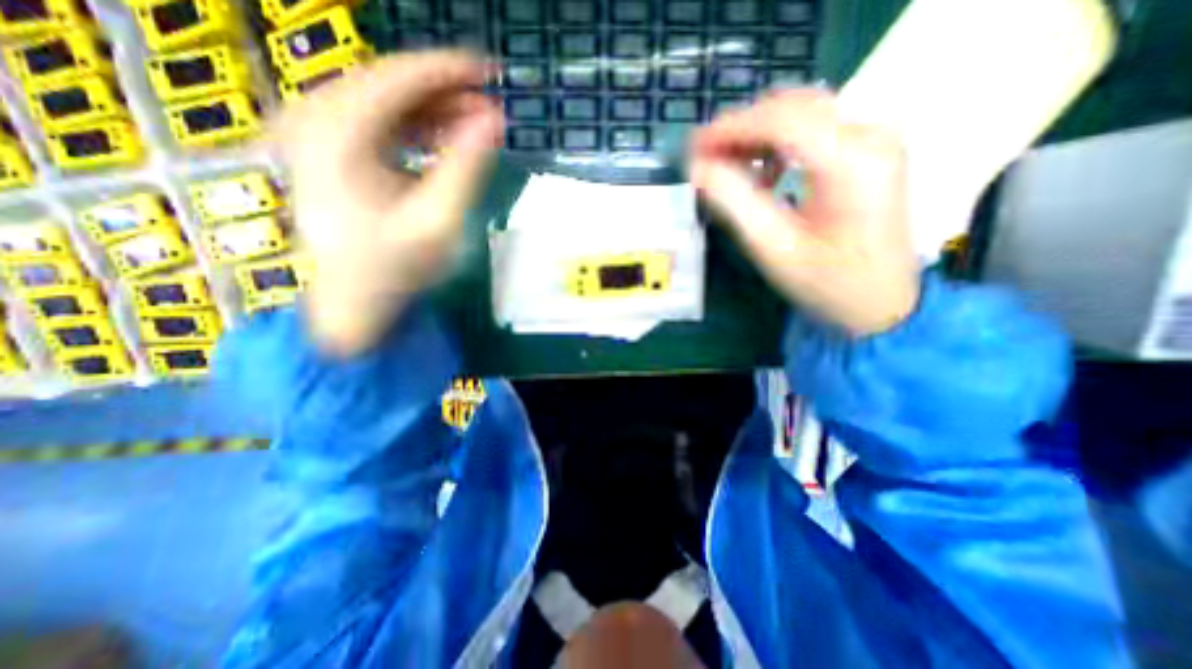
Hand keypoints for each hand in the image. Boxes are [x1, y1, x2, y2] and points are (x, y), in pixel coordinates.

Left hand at [275, 50, 501, 358]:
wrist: (353, 299)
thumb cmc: (396, 267)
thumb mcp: (438, 221)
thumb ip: (465, 168)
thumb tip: (493, 121)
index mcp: (337, 135)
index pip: (398, 78)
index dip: (449, 70)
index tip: (491, 72)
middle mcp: (316, 119)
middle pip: (389, 82)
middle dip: (444, 90)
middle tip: (489, 105)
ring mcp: (317, 131)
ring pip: (384, 99)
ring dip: (433, 108)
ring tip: (474, 124)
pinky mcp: (327, 147)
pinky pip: (376, 119)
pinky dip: (414, 124)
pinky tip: (442, 139)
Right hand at [691, 89, 919, 336]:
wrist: (880, 304)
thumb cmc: (826, 284)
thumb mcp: (773, 247)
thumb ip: (734, 202)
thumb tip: (698, 169)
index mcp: (851, 163)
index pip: (782, 121)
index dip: (730, 129)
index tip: (693, 147)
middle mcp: (870, 138)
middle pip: (794, 108)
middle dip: (741, 128)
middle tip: (703, 156)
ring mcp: (873, 142)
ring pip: (803, 114)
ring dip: (757, 134)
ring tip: (724, 164)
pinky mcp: (868, 154)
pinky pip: (816, 131)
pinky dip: (779, 144)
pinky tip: (762, 172)